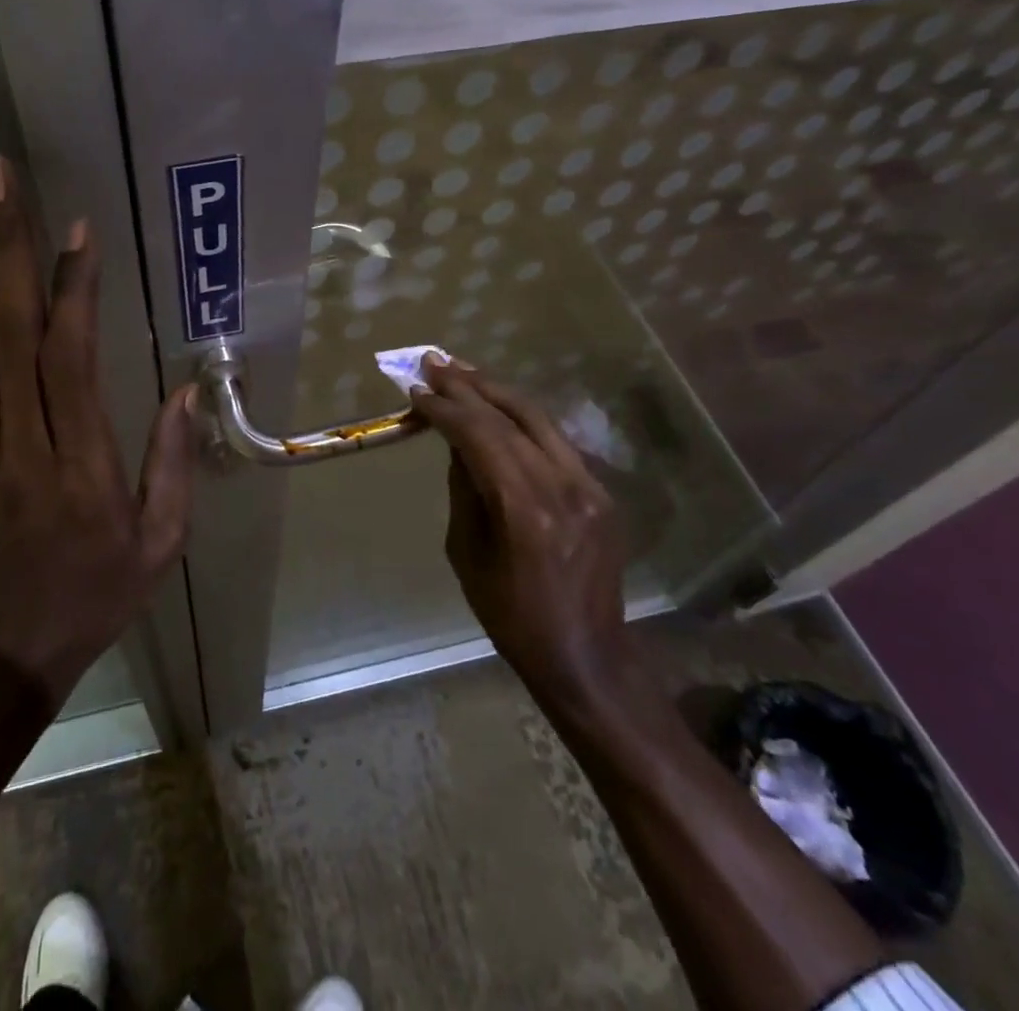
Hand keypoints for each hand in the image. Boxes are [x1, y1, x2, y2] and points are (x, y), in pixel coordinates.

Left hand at [0, 156, 197, 706]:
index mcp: (78, 468)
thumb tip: (184, 390)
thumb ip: (171, 464)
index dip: (71, 290)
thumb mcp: (159, 545)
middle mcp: (19, 444)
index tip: (75, 228)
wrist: (4, 652)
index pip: (68, 361)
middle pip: (5, 333)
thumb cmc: (95, 596)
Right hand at [409, 357, 640, 725]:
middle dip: (468, 386)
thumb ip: (464, 488)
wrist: (585, 654)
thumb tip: (456, 442)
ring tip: (462, 371)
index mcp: (524, 508)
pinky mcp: (601, 492)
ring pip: (538, 418)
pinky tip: (499, 407)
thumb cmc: (511, 615)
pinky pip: (555, 441)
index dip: (445, 408)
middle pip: (510, 416)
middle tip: (434, 363)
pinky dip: (522, 418)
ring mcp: (589, 486)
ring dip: (496, 391)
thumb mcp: (467, 552)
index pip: (479, 436)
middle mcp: (562, 486)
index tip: (417, 389)